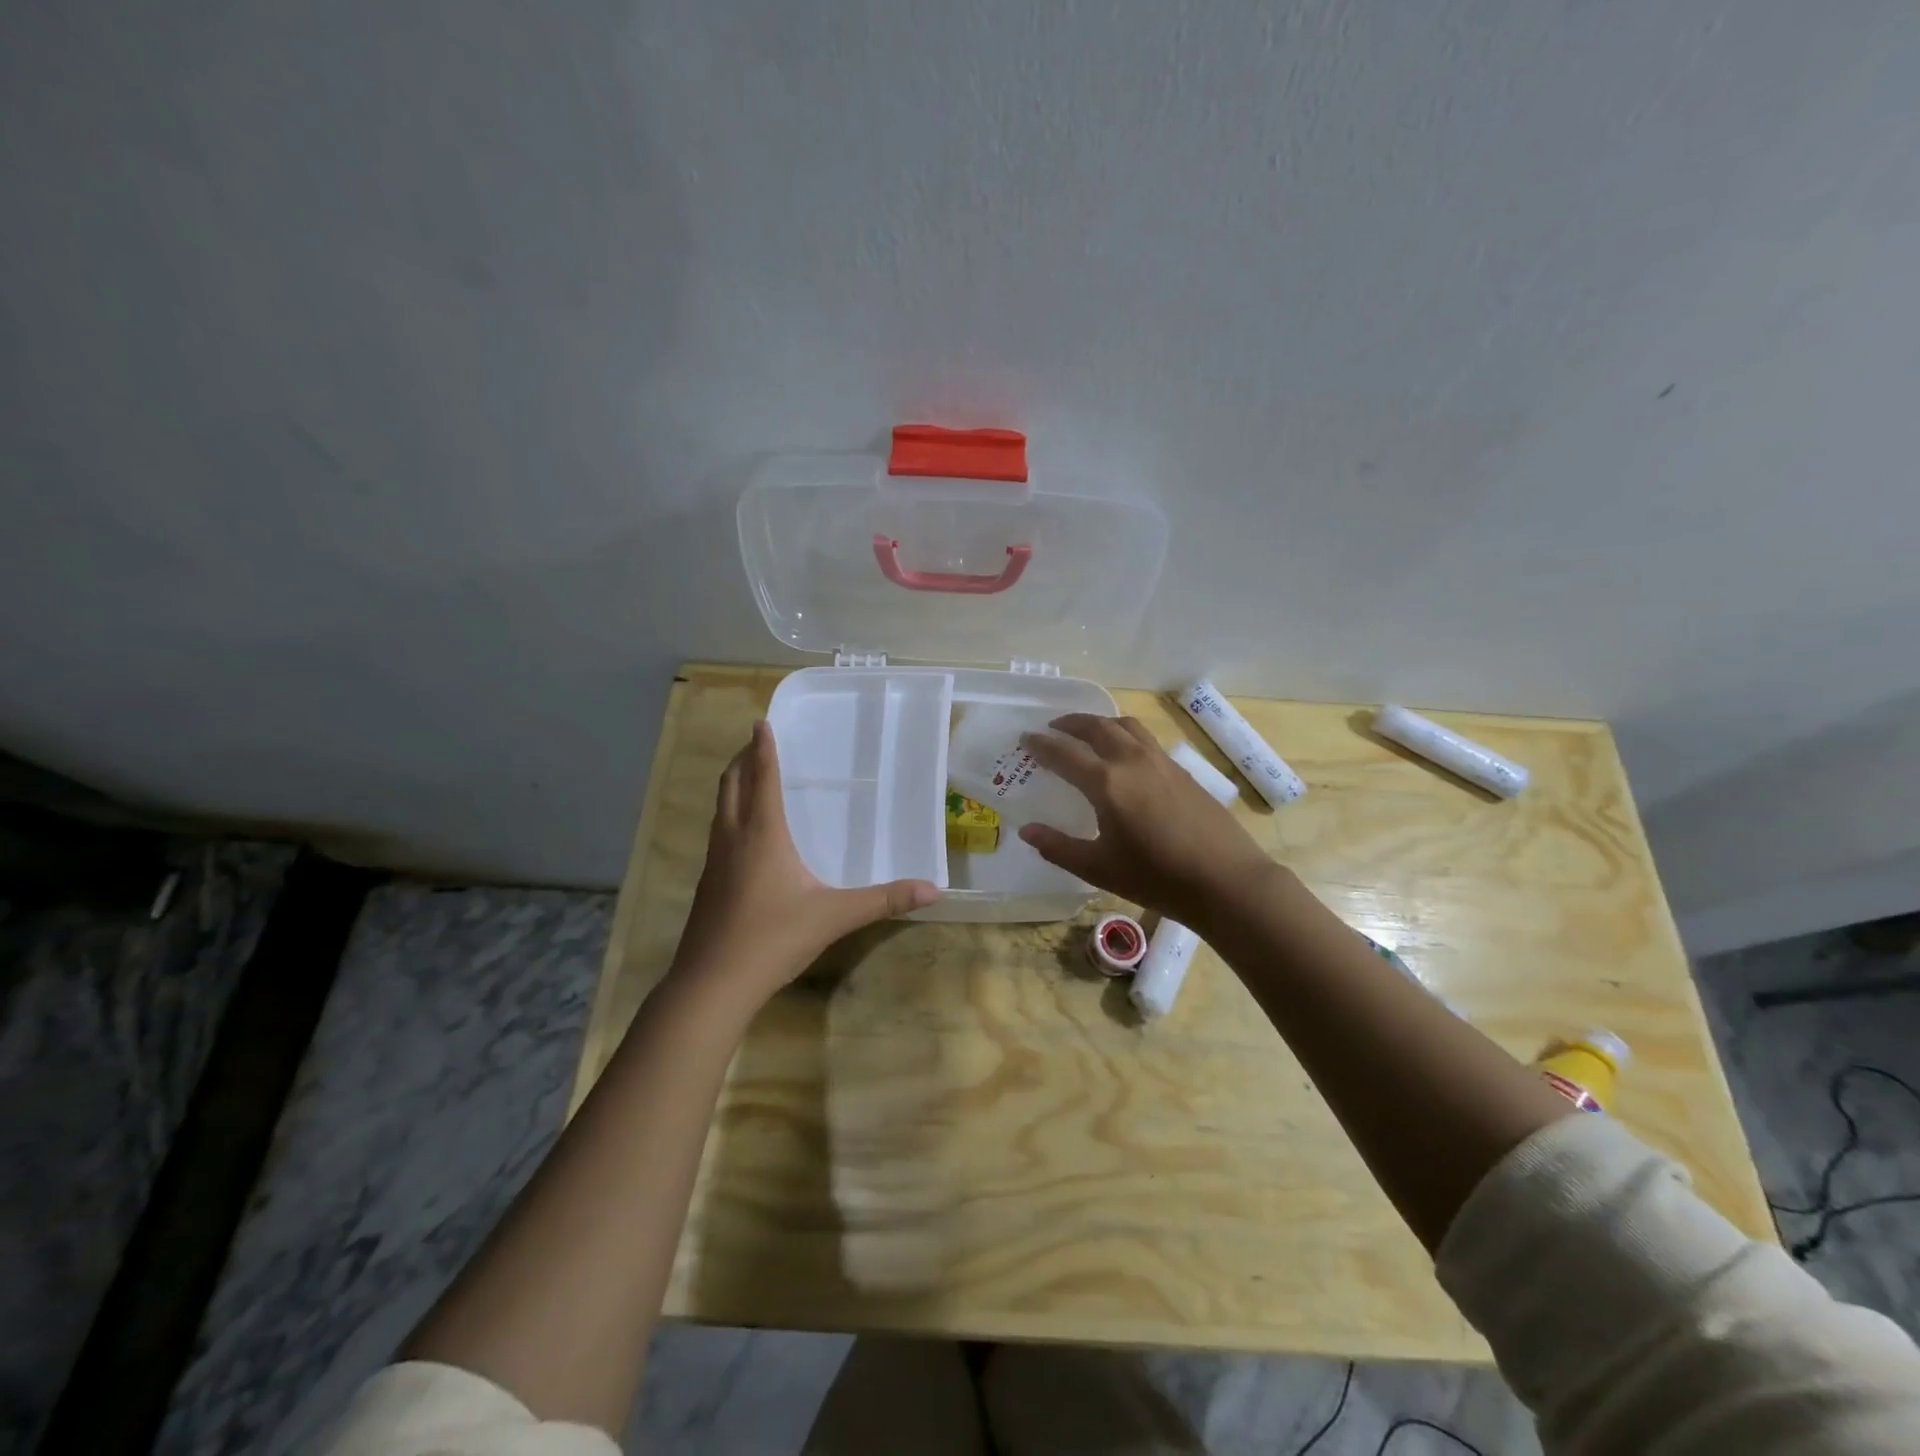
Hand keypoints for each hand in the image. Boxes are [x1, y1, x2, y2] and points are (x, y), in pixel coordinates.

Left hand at [672, 720, 939, 1006]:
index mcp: (763, 834)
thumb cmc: (773, 938)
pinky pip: (718, 832)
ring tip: (748, 777)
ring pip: (720, 808)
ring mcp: (714, 861)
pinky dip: (729, 815)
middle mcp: (734, 838)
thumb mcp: (834, 917)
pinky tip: (744, 835)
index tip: (761, 722)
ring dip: (732, 785)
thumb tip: (933, 889)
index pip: (762, 778)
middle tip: (756, 743)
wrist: (712, 983)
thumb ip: (884, 900)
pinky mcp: (707, 883)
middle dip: (741, 759)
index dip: (763, 748)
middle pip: (731, 785)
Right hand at [1017, 714, 1277, 928]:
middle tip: (1054, 727)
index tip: (1026, 738)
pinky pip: (1146, 740)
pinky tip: (1126, 756)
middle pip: (1097, 727)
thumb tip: (1027, 830)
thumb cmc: (1156, 878)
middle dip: (1071, 723)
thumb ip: (1059, 848)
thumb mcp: (1099, 868)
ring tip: (1089, 732)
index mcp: (1107, 783)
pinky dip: (1125, 735)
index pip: (1065, 754)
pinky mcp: (1182, 771)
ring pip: (1126, 726)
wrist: (1225, 881)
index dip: (1042, 745)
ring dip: (1101, 723)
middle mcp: (1132, 761)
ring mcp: (1161, 762)